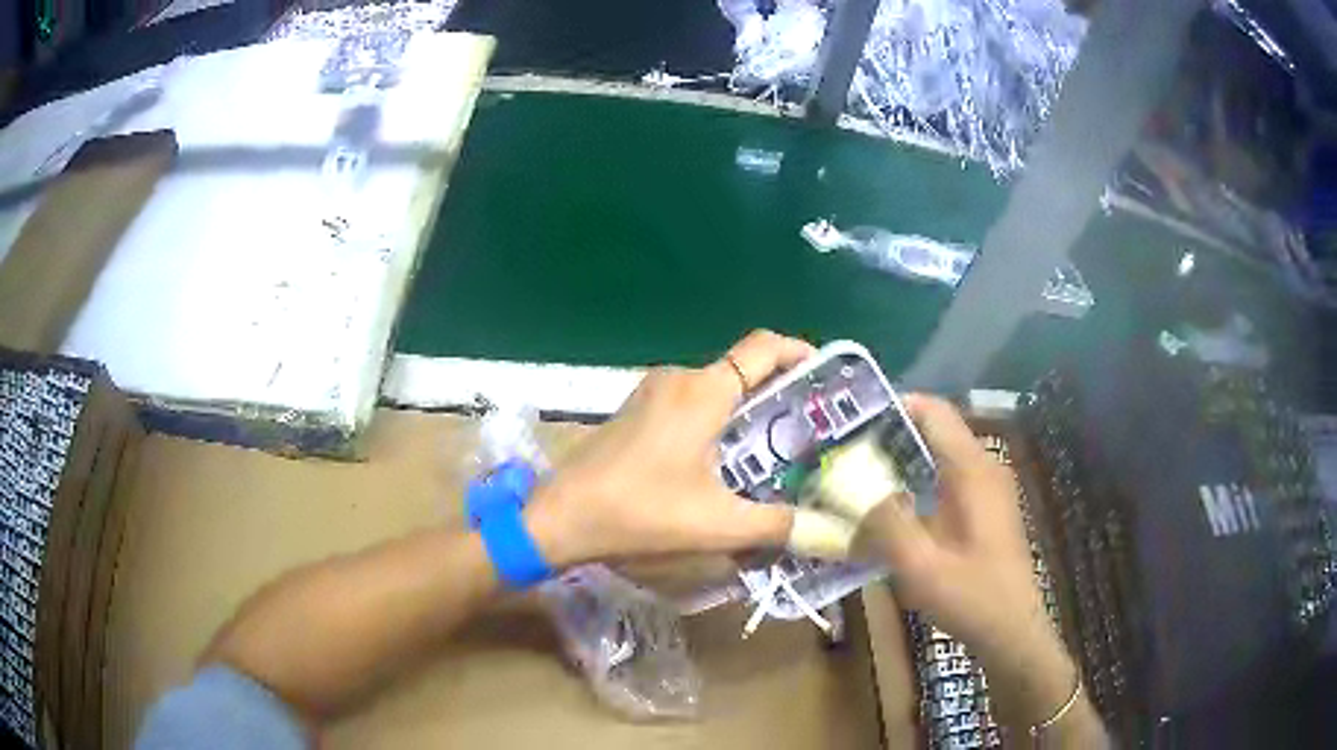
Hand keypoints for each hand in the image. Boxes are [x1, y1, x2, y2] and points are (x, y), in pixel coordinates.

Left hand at [523, 330, 812, 566]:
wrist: (562, 515)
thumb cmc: (642, 511)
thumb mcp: (717, 524)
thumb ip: (775, 525)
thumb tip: (821, 530)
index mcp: (704, 391)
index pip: (764, 347)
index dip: (799, 352)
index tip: (825, 375)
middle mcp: (679, 379)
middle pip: (741, 371)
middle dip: (777, 394)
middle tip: (807, 430)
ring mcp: (651, 392)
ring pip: (713, 390)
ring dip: (743, 413)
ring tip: (771, 451)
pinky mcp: (635, 411)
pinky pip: (688, 404)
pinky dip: (714, 421)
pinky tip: (719, 462)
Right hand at [854, 394, 1052, 658]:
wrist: (1012, 630)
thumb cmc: (971, 596)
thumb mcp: (920, 565)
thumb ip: (884, 522)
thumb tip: (848, 489)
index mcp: (972, 470)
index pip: (934, 412)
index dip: (894, 406)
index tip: (852, 422)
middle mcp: (984, 468)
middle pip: (935, 431)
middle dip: (890, 436)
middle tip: (844, 454)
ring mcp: (988, 488)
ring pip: (939, 457)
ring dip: (902, 462)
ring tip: (858, 479)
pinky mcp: (986, 509)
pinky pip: (947, 479)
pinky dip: (917, 483)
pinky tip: (892, 510)